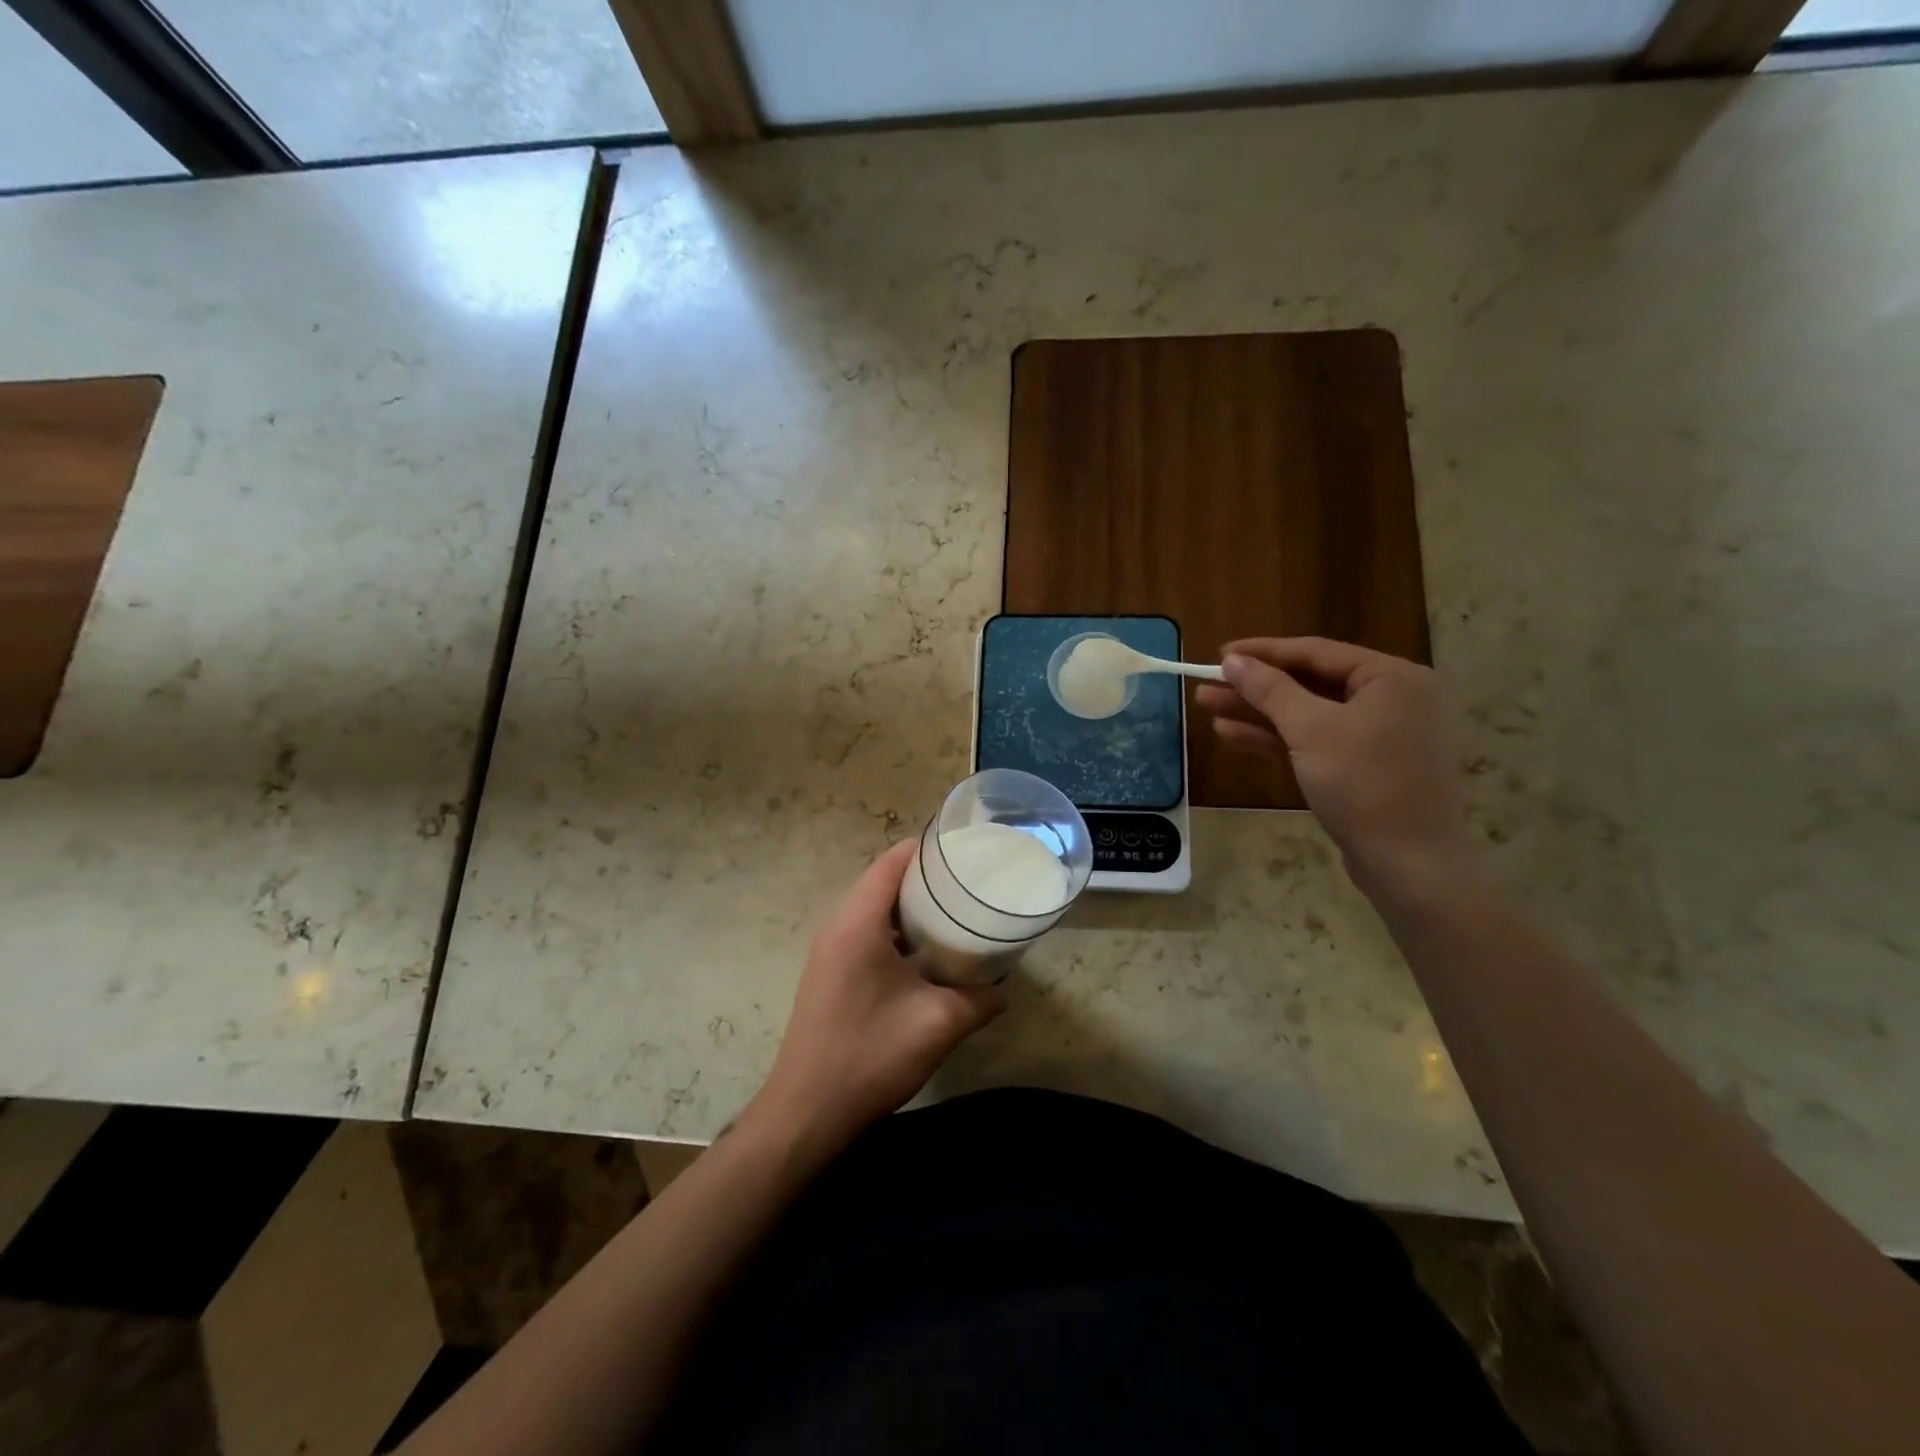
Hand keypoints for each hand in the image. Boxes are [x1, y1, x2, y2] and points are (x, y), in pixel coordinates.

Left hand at [748, 840, 1002, 1154]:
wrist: (807, 1113)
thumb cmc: (870, 1057)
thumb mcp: (937, 1025)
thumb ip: (979, 1000)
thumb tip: (1004, 988)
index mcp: (857, 924)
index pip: (892, 862)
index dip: (928, 849)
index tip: (967, 851)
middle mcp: (838, 927)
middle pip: (883, 881)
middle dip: (926, 878)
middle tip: (971, 883)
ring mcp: (829, 952)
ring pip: (875, 910)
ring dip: (911, 909)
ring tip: (956, 914)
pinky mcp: (830, 974)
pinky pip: (866, 935)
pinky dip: (896, 933)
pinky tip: (927, 955)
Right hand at [1194, 636, 1473, 898]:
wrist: (1408, 863)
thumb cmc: (1364, 784)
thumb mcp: (1310, 729)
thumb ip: (1269, 690)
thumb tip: (1232, 660)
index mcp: (1392, 678)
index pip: (1316, 652)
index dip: (1263, 652)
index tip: (1219, 654)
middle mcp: (1391, 699)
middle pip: (1309, 683)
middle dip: (1254, 687)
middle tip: (1207, 684)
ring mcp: (1378, 736)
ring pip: (1306, 715)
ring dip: (1257, 713)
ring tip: (1208, 708)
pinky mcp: (1363, 767)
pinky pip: (1314, 741)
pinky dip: (1276, 739)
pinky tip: (1232, 735)